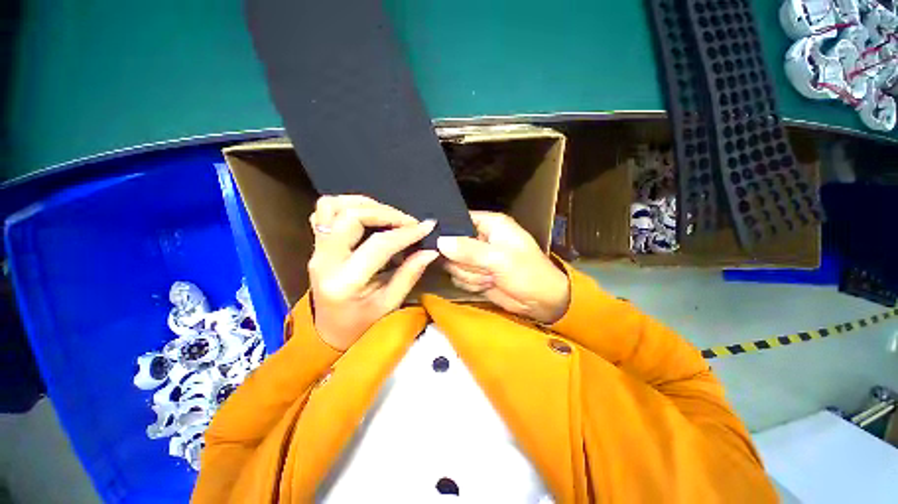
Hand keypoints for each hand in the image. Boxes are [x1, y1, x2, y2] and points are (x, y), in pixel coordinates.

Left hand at [308, 195, 438, 350]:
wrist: (328, 333)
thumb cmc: (360, 326)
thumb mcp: (389, 304)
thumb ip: (409, 274)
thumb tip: (430, 250)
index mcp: (344, 282)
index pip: (378, 244)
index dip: (406, 233)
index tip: (426, 227)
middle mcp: (324, 260)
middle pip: (350, 216)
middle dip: (385, 213)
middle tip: (408, 222)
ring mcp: (316, 250)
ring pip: (332, 206)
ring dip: (364, 204)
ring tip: (388, 215)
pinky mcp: (316, 245)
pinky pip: (323, 212)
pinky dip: (347, 206)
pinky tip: (367, 216)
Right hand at [437, 212, 570, 324]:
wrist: (540, 301)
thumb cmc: (527, 273)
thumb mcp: (499, 259)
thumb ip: (468, 250)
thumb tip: (440, 242)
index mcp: (490, 224)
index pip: (459, 219)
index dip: (449, 230)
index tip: (441, 243)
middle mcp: (480, 238)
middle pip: (451, 245)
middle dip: (464, 262)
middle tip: (482, 268)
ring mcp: (476, 257)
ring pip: (453, 263)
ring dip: (470, 275)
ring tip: (490, 278)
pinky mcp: (474, 273)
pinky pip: (458, 277)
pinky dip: (471, 284)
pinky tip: (487, 285)